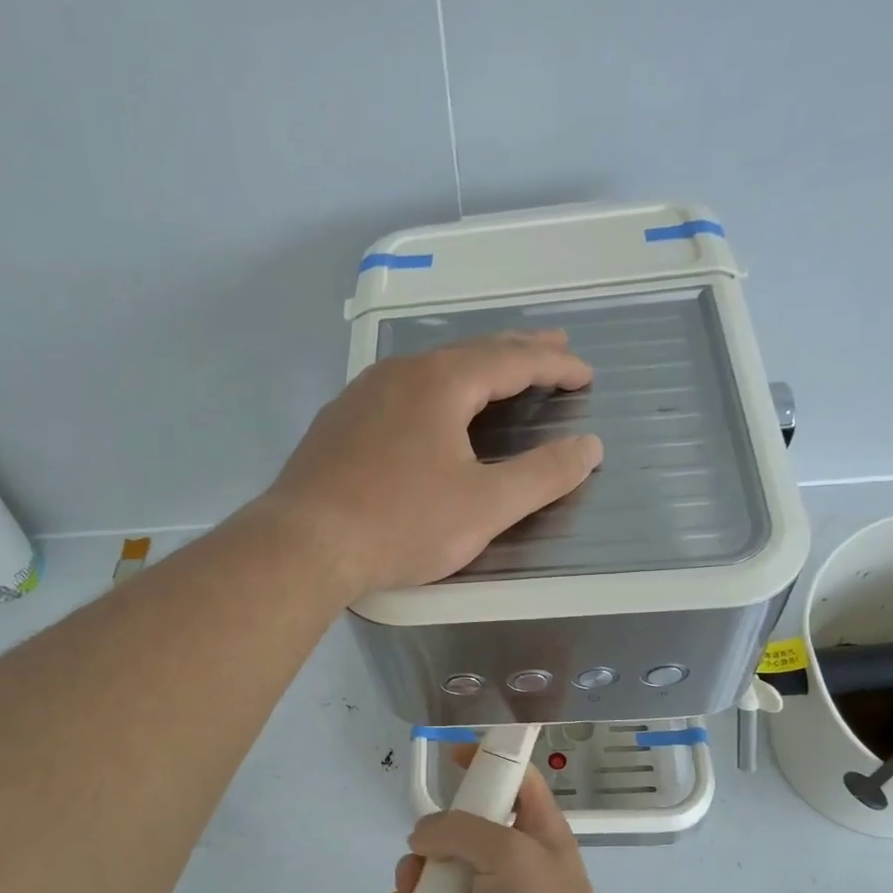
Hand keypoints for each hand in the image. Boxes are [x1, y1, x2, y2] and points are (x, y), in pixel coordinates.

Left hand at [259, 331, 600, 597]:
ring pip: (429, 370)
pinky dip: (434, 393)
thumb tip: (589, 447)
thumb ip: (542, 475)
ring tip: (498, 376)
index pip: (511, 360)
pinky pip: (399, 393)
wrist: (303, 544)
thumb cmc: (401, 524)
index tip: (585, 375)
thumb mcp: (484, 506)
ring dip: (472, 369)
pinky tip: (429, 411)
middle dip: (518, 352)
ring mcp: (361, 395)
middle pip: (470, 353)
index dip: (554, 366)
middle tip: (554, 348)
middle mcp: (398, 374)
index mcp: (440, 382)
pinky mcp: (337, 424)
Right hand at [386, 758, 627, 892]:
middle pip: (460, 826)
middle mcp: (509, 858)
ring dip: (413, 874)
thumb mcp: (508, 853)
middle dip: (431, 834)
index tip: (452, 757)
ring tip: (409, 891)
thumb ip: (459, 831)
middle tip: (420, 851)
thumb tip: (422, 836)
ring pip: (437, 869)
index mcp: (534, 828)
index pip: (514, 778)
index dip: (488, 760)